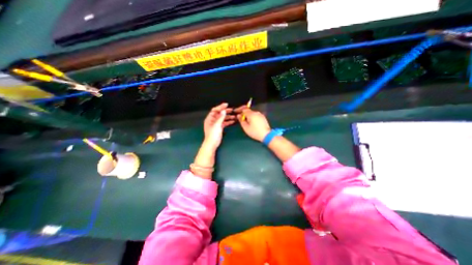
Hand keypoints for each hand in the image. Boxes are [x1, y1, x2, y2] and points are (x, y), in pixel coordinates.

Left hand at [203, 102, 235, 149]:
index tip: (226, 105)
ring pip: (222, 118)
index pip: (215, 110)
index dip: (220, 107)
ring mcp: (216, 124)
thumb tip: (223, 110)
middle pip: (219, 113)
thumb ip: (220, 117)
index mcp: (210, 118)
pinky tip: (233, 121)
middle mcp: (212, 120)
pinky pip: (224, 123)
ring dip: (228, 117)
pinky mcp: (219, 128)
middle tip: (232, 110)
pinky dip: (228, 122)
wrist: (212, 144)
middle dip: (225, 111)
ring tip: (234, 116)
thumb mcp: (217, 125)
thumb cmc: (213, 134)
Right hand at [234, 106, 270, 141]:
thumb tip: (239, 115)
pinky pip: (256, 115)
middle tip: (240, 117)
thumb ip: (241, 120)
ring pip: (252, 113)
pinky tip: (251, 122)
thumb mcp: (246, 127)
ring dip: (248, 115)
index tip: (235, 111)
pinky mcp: (263, 117)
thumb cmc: (255, 132)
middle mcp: (256, 112)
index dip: (239, 109)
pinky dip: (252, 117)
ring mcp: (260, 114)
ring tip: (245, 120)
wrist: (266, 135)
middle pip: (248, 110)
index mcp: (251, 114)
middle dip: (243, 112)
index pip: (244, 109)